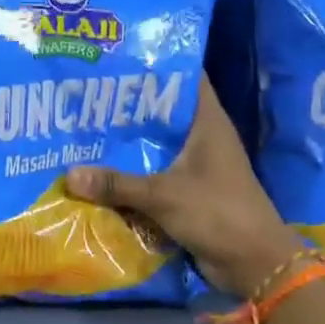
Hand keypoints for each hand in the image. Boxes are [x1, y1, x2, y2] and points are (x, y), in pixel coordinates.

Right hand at [65, 78, 302, 297]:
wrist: (255, 265)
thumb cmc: (218, 213)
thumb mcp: (163, 195)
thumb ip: (116, 184)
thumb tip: (69, 175)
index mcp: (208, 123)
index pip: (185, 78)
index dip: (156, 65)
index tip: (118, 58)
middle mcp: (202, 138)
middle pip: (163, 112)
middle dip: (129, 106)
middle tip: (87, 95)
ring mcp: (197, 166)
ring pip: (156, 145)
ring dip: (128, 143)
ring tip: (86, 129)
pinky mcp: (189, 192)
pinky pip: (155, 174)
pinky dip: (132, 173)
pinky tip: (100, 170)